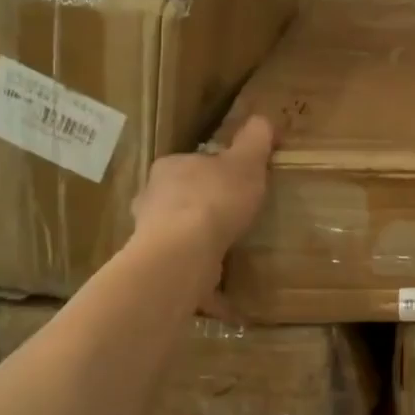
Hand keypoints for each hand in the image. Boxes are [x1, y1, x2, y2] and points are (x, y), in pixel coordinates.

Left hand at [131, 117, 275, 276]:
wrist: (183, 252)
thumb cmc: (214, 199)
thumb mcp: (245, 161)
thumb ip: (255, 139)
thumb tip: (263, 120)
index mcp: (170, 168)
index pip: (193, 164)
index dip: (215, 172)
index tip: (237, 184)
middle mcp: (152, 199)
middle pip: (181, 199)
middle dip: (201, 208)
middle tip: (232, 219)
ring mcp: (150, 236)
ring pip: (177, 235)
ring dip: (197, 243)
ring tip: (226, 255)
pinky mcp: (157, 267)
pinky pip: (184, 270)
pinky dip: (201, 278)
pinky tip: (223, 295)